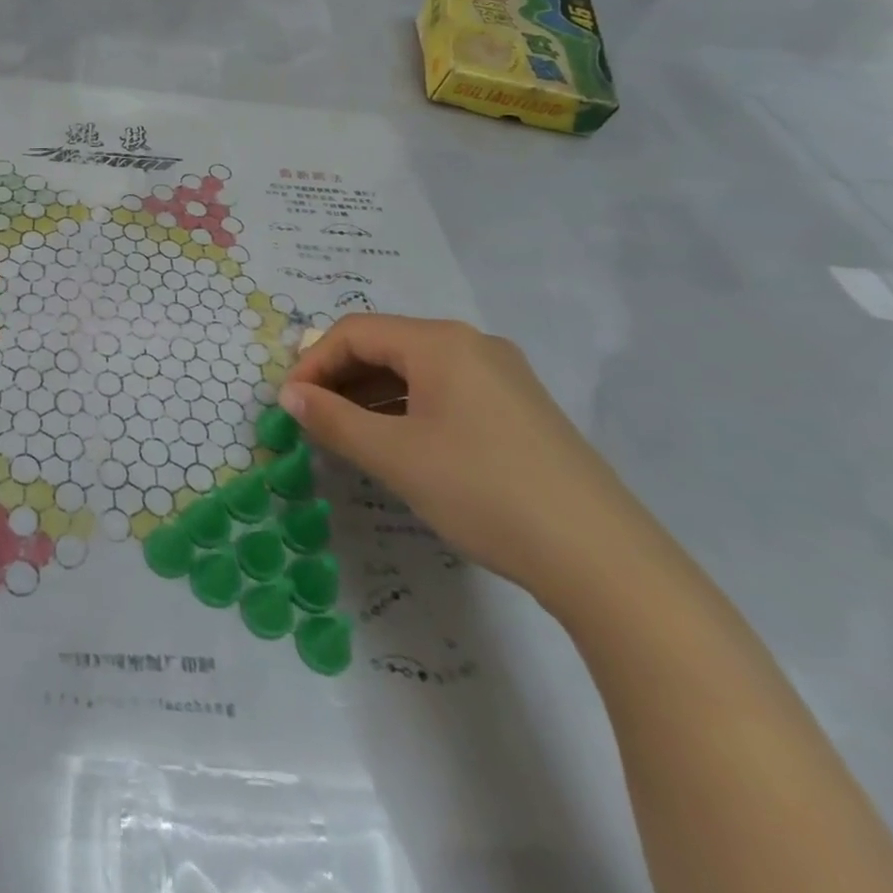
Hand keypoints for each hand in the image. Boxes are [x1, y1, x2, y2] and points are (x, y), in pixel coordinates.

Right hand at [279, 314, 646, 605]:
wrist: (604, 560)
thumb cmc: (484, 492)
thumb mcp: (396, 457)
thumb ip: (333, 420)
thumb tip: (289, 395)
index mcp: (441, 342)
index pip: (355, 332)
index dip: (313, 362)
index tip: (289, 403)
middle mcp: (472, 345)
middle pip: (386, 345)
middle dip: (340, 377)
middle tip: (312, 418)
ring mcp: (501, 376)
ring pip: (416, 370)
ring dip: (371, 395)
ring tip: (346, 434)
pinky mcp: (518, 409)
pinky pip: (445, 391)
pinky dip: (407, 408)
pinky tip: (397, 444)